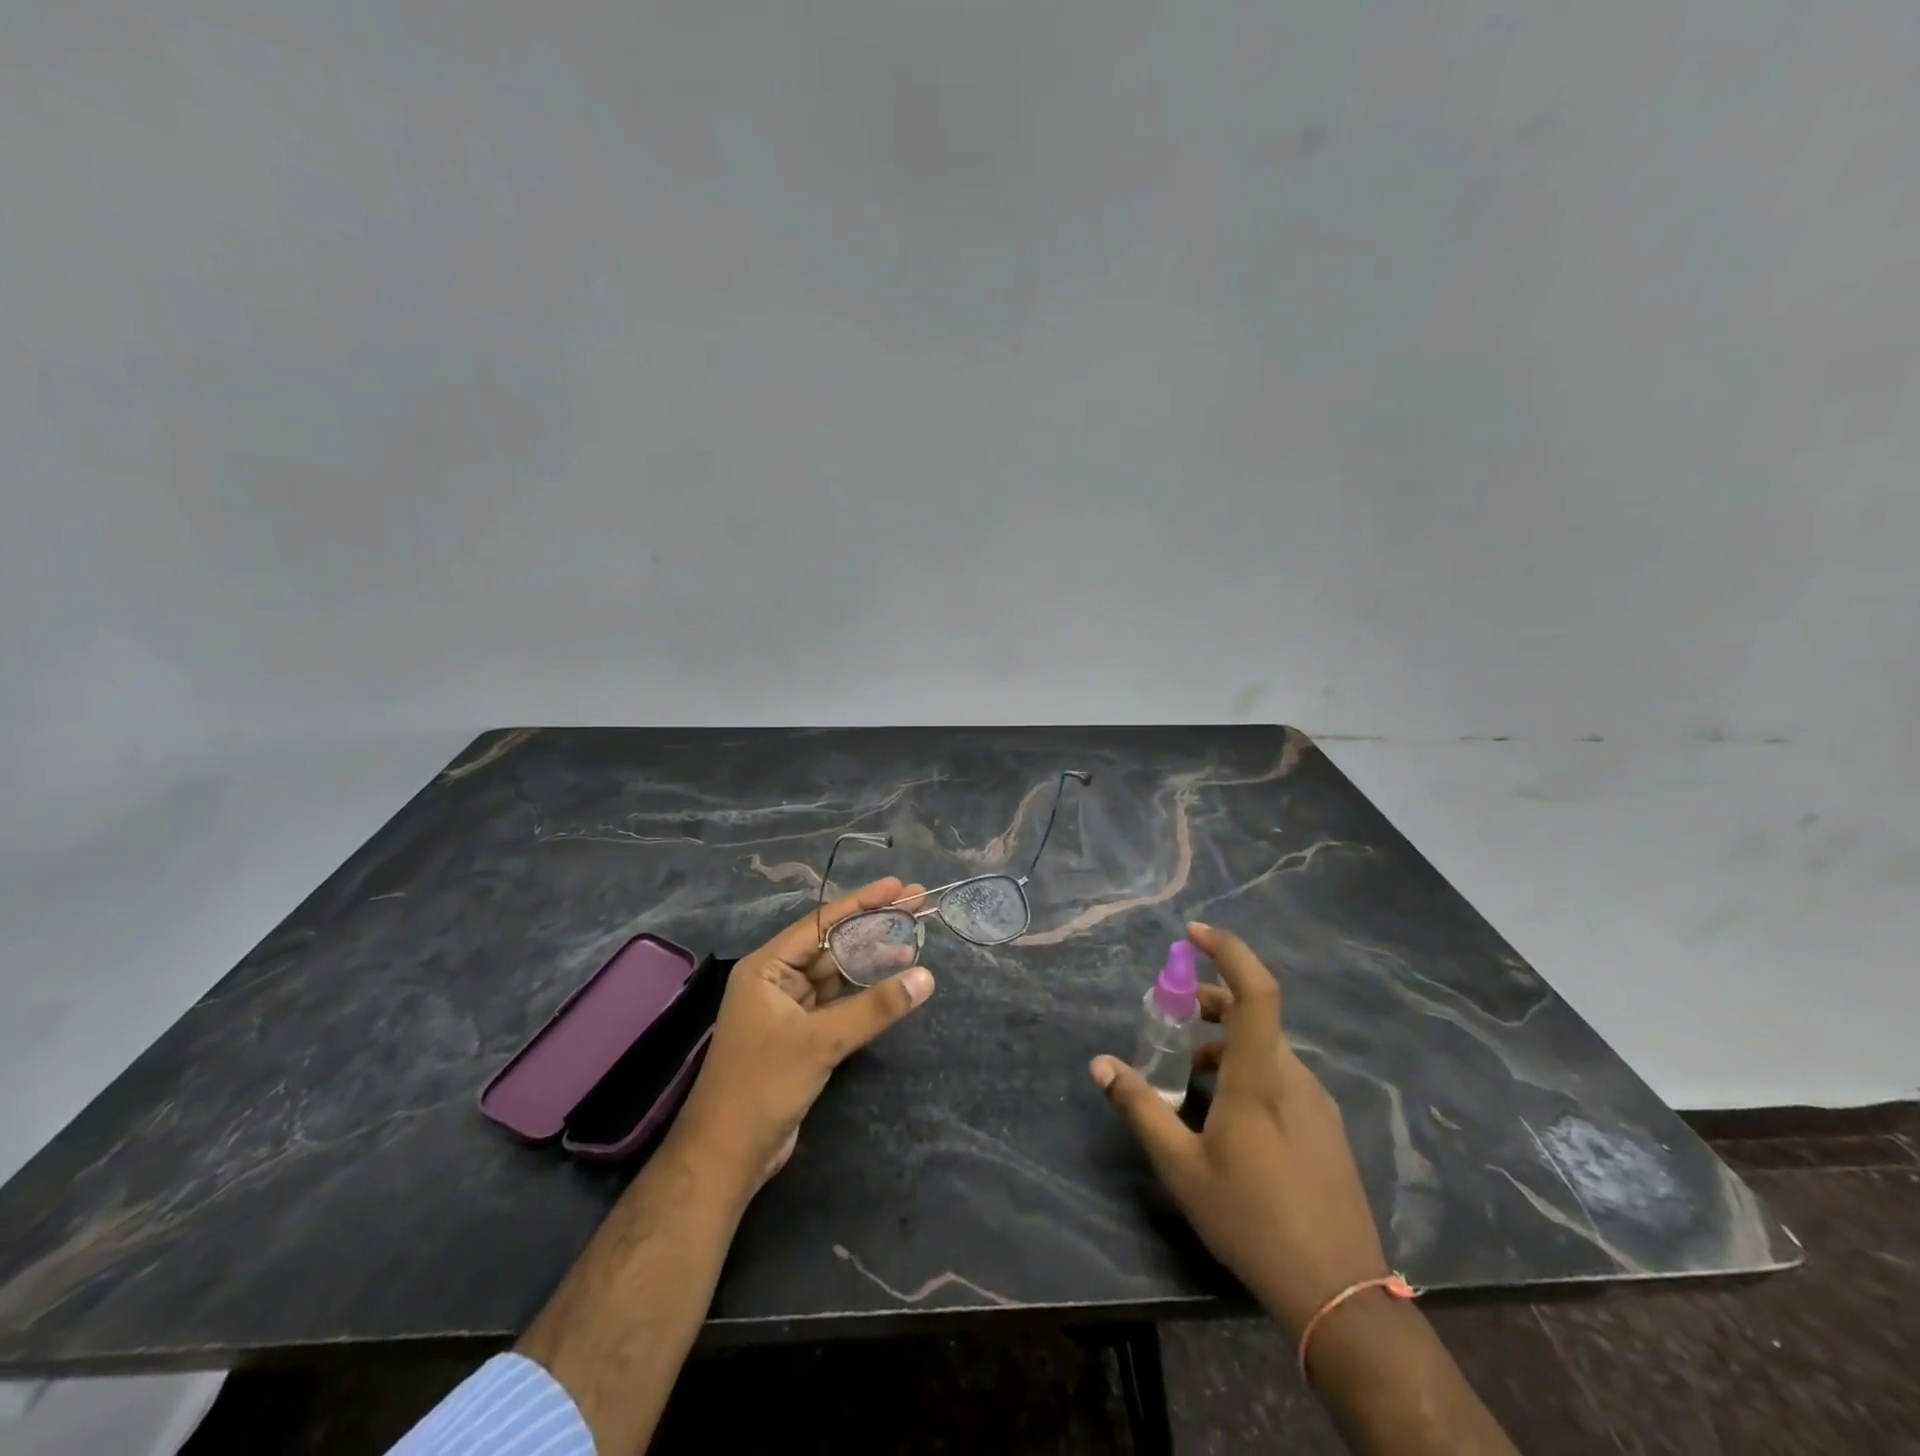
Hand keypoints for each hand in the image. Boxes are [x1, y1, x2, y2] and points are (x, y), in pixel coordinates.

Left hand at [671, 877, 934, 1198]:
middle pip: (833, 944)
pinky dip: (865, 992)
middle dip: (873, 926)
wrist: (727, 1156)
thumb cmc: (763, 1086)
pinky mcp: (802, 1036)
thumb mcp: (820, 1041)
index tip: (900, 887)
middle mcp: (777, 980)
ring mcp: (789, 1009)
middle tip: (918, 906)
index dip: (862, 903)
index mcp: (767, 967)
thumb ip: (874, 1008)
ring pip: (838, 973)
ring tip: (914, 940)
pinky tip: (893, 982)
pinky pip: (839, 1002)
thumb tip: (926, 977)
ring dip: (872, 959)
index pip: (821, 923)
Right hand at [1089, 921, 1385, 1335]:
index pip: (1255, 990)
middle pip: (1253, 1015)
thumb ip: (1140, 1107)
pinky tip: (1226, 1115)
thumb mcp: (1181, 1166)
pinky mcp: (1325, 1127)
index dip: (1228, 950)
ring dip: (1224, 1043)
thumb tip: (1100, 1064)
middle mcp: (1294, 1077)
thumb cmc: (1252, 1220)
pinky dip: (1247, 1070)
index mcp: (1260, 1077)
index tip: (1192, 933)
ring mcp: (1316, 1102)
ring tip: (1189, 1077)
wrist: (1339, 1296)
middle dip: (1208, 1003)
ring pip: (1266, 1049)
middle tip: (1170, 1018)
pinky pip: (1281, 1077)